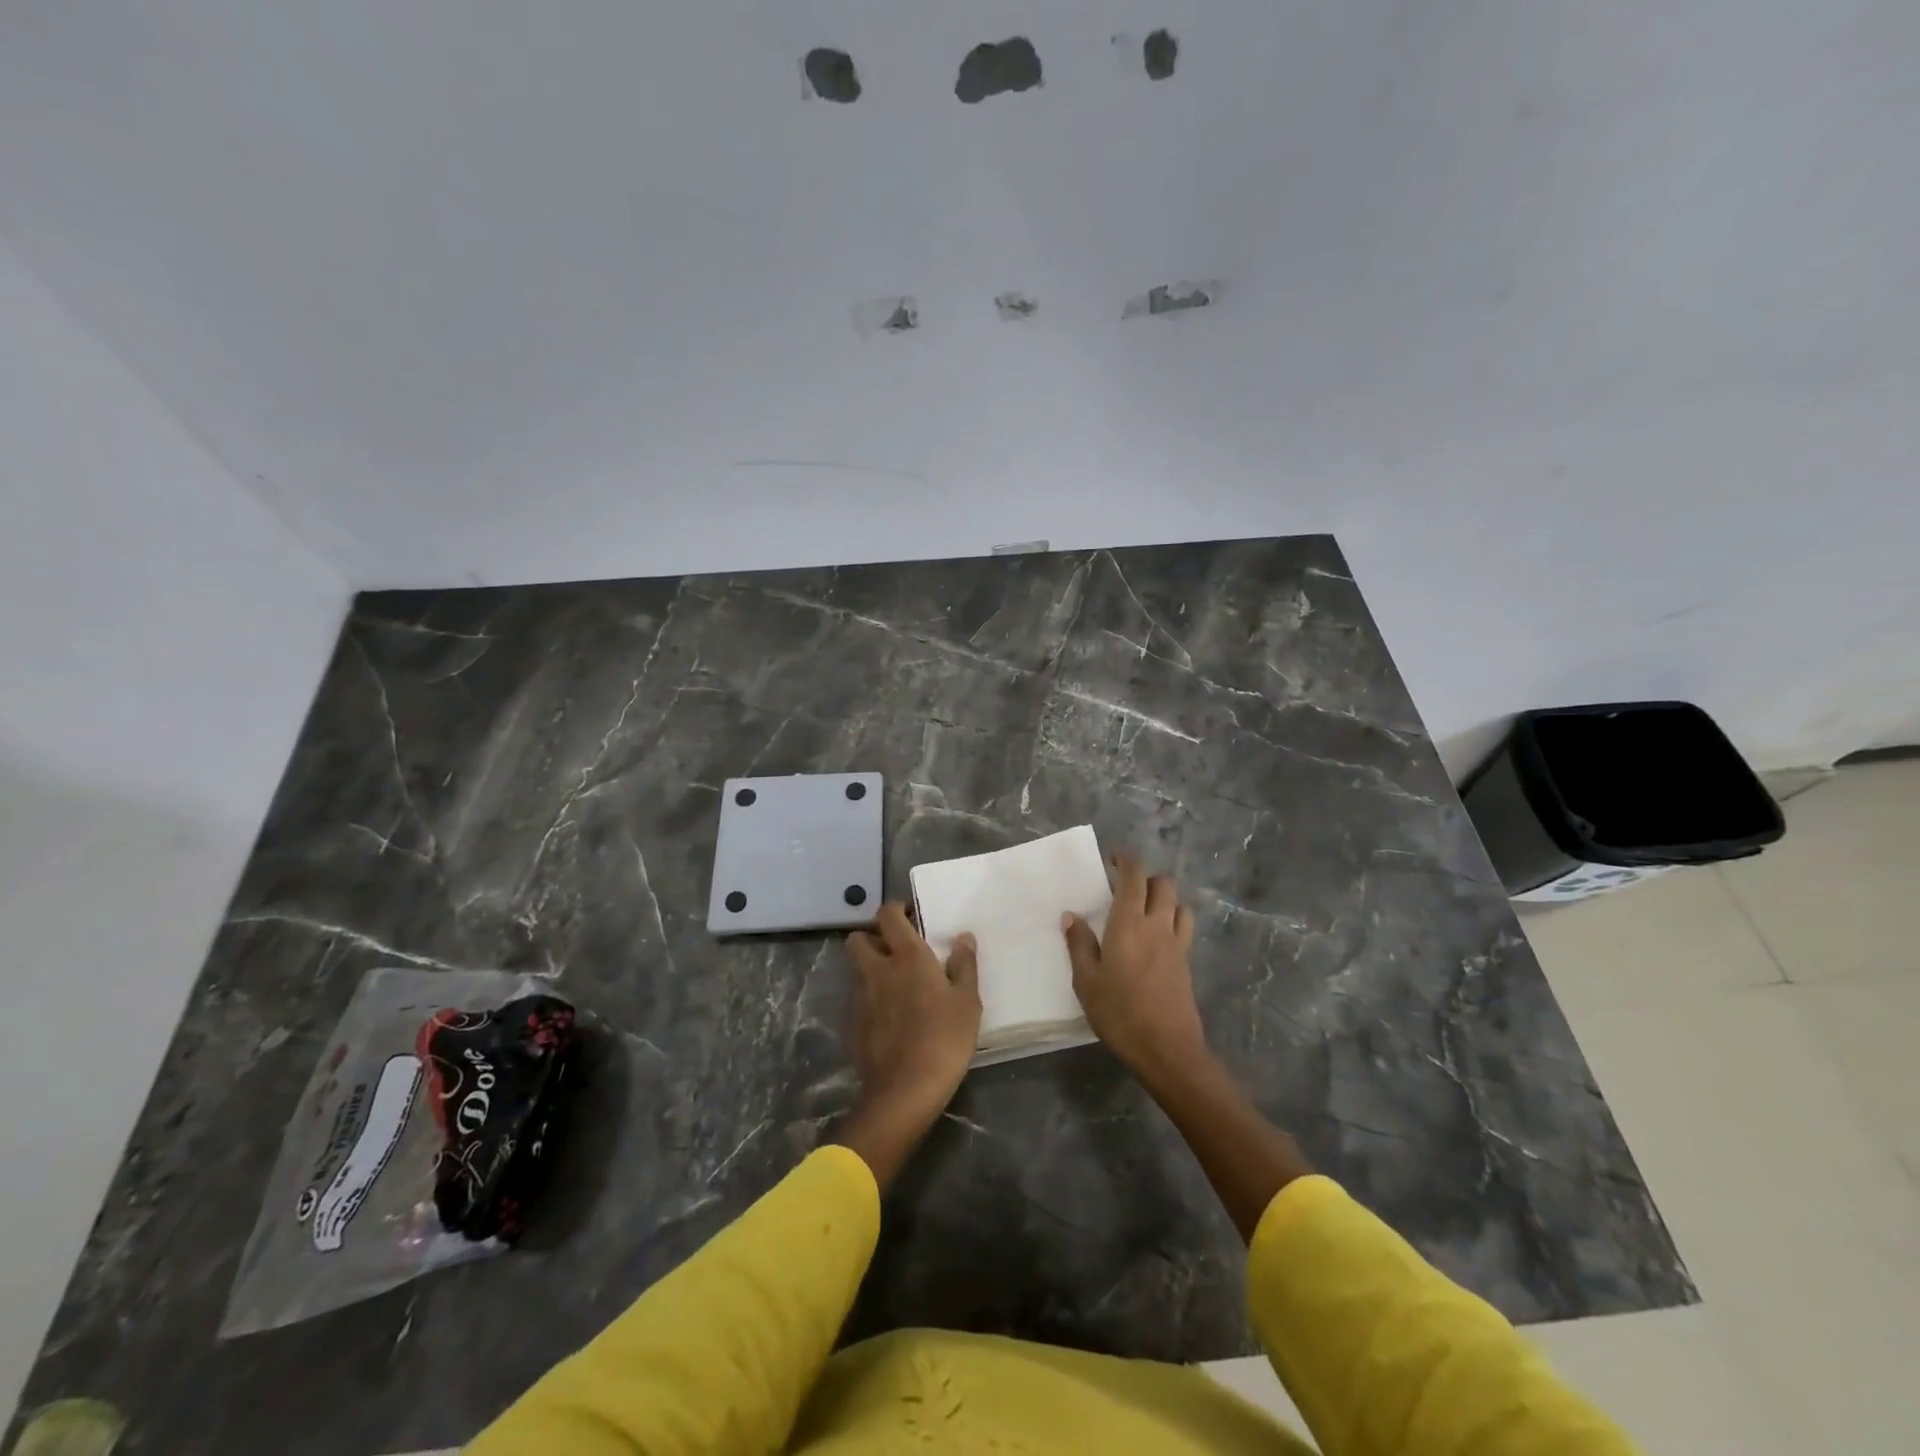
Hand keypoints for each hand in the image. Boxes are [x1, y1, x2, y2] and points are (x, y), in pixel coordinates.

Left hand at [834, 903, 980, 1186]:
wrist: (906, 1090)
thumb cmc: (945, 1038)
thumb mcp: (968, 1001)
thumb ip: (964, 965)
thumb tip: (963, 937)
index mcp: (907, 956)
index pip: (888, 915)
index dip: (895, 909)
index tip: (910, 915)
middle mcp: (878, 969)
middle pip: (858, 938)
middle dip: (872, 937)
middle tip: (895, 949)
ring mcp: (860, 997)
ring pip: (857, 969)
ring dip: (870, 967)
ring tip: (893, 983)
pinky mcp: (852, 1023)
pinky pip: (857, 999)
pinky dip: (869, 998)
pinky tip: (887, 1016)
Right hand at [1064, 855, 1208, 1082]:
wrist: (1167, 1049)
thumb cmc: (1120, 1013)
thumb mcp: (1086, 981)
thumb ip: (1079, 945)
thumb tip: (1071, 915)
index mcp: (1129, 923)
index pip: (1134, 877)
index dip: (1126, 860)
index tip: (1113, 857)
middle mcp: (1157, 925)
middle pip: (1162, 884)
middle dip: (1145, 877)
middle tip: (1125, 887)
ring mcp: (1177, 943)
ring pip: (1178, 903)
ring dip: (1164, 898)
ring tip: (1144, 910)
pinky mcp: (1187, 962)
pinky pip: (1183, 926)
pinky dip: (1172, 919)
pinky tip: (1156, 938)